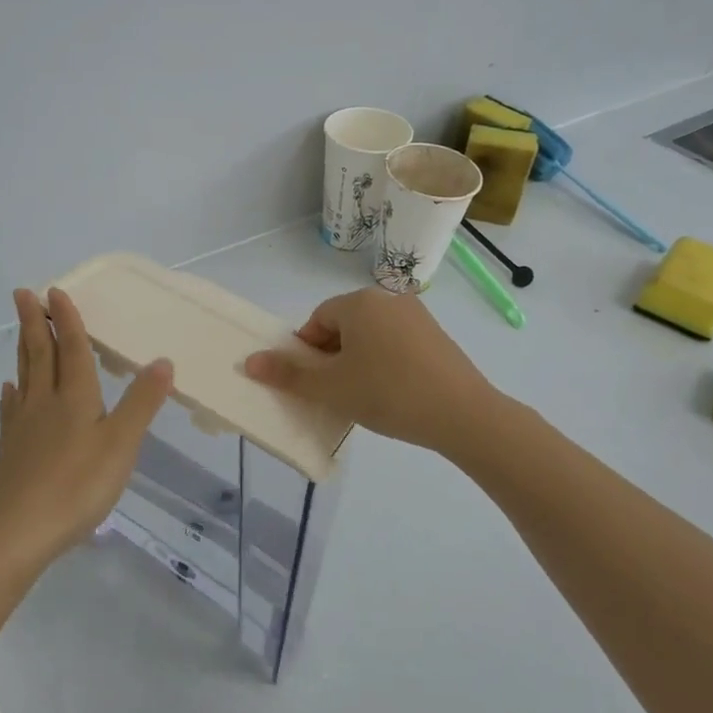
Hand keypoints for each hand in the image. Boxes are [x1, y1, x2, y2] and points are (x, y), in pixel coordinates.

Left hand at [0, 287, 172, 566]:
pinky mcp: (12, 449)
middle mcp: (46, 402)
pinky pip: (12, 409)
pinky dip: (12, 393)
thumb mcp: (122, 443)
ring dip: (24, 348)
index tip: (55, 290)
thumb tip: (162, 360)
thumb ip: (142, 402)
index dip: (67, 320)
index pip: (71, 348)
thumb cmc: (79, 484)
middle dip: (34, 322)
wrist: (22, 529)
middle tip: (22, 293)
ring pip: (24, 376)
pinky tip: (10, 390)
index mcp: (75, 397)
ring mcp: (24, 425)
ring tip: (20, 329)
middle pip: (40, 354)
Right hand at [242, 288, 502, 454]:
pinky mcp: (437, 336)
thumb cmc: (387, 393)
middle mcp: (388, 298)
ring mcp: (417, 315)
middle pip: (344, 325)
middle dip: (332, 357)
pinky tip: (393, 393)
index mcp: (359, 302)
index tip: (314, 383)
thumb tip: (249, 361)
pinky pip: (396, 344)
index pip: (317, 320)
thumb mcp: (331, 387)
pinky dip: (386, 363)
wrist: (462, 414)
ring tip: (365, 396)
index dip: (307, 352)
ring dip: (359, 361)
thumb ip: (288, 373)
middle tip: (337, 392)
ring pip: (370, 336)